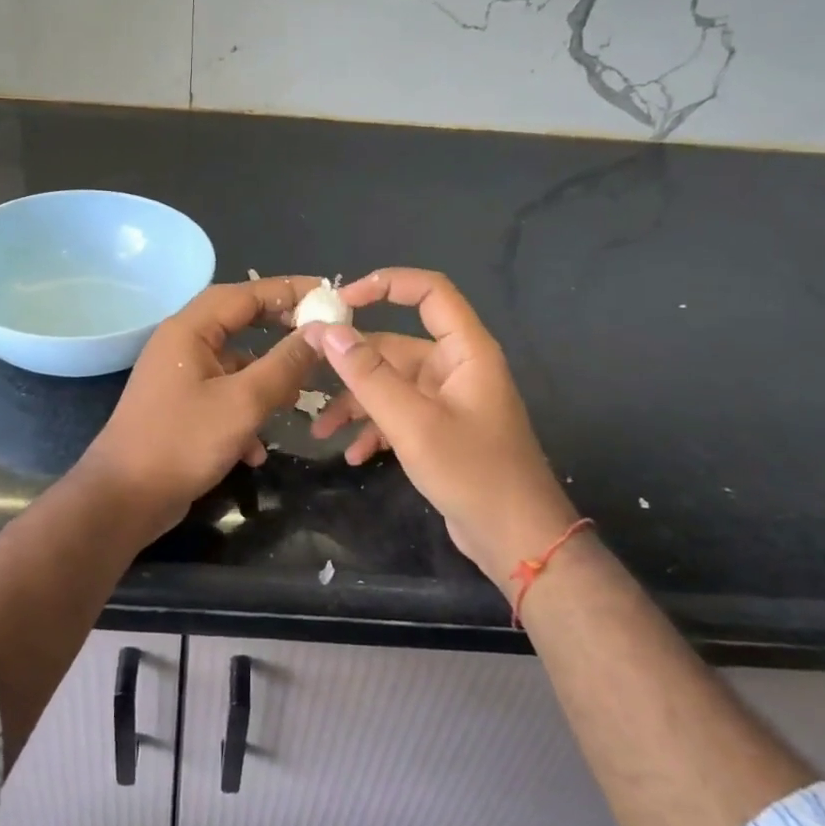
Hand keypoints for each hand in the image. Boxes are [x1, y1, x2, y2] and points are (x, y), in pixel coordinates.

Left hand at [80, 276, 323, 538]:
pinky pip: (221, 396)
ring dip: (265, 378)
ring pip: (233, 364)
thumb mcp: (243, 403)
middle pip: (238, 322)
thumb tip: (320, 332)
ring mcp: (178, 377)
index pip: (245, 293)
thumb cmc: (182, 442)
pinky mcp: (180, 408)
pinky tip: (257, 449)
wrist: (123, 499)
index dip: (288, 290)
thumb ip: (284, 365)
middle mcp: (181, 345)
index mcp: (189, 330)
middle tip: (319, 336)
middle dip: (279, 330)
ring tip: (298, 398)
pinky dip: (244, 412)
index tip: (328, 294)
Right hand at [301, 269, 579, 588]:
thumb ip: (367, 375)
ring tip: (321, 431)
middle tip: (306, 374)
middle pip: (395, 346)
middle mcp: (456, 367)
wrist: (517, 541)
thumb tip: (327, 330)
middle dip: (351, 364)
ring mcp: (448, 401)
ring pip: (391, 385)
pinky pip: (399, 415)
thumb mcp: (411, 422)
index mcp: (464, 351)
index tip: (340, 302)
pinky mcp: (441, 431)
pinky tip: (353, 454)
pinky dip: (374, 429)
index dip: (385, 285)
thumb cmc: (472, 472)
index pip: (428, 291)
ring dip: (356, 403)